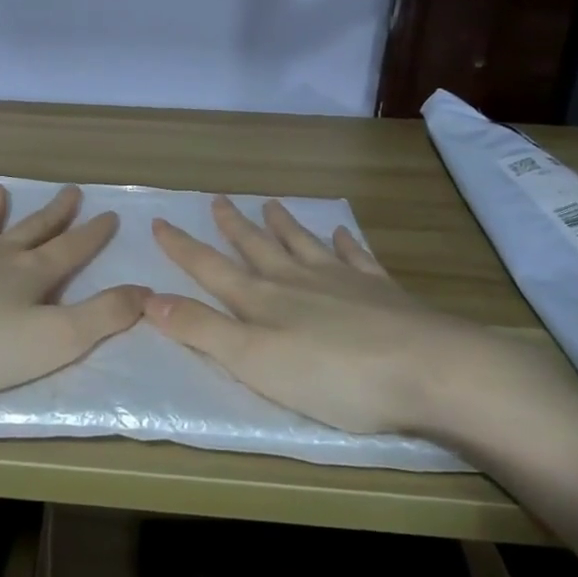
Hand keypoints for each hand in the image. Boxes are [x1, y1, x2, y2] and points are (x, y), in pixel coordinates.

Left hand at [0, 182, 145, 405]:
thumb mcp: (56, 340)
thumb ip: (104, 316)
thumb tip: (146, 291)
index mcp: (31, 274)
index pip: (72, 249)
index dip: (94, 234)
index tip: (110, 214)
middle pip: (31, 230)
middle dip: (54, 214)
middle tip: (71, 191)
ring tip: (2, 190)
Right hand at [147, 196, 563, 443]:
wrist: (429, 370)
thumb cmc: (332, 376)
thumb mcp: (253, 360)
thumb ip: (201, 329)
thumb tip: (147, 297)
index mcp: (262, 301)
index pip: (211, 268)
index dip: (182, 247)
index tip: (160, 221)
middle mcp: (297, 282)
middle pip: (257, 248)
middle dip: (234, 226)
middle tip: (219, 200)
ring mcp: (343, 283)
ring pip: (303, 245)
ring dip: (284, 226)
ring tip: (271, 205)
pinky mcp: (384, 294)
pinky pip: (356, 259)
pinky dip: (345, 244)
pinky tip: (342, 233)